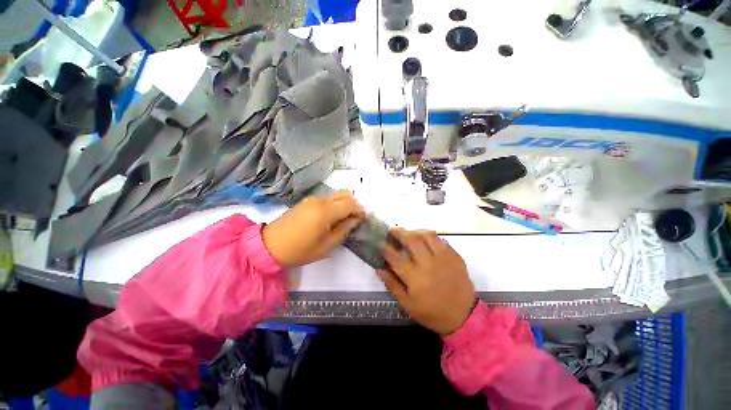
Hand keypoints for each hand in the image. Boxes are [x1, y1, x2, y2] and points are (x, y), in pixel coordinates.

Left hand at [262, 191, 364, 267]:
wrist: (270, 245)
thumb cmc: (299, 250)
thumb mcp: (326, 246)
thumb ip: (343, 230)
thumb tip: (355, 220)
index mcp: (325, 212)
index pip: (350, 204)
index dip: (360, 210)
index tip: (364, 218)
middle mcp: (320, 201)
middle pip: (344, 194)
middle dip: (354, 204)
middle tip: (356, 218)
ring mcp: (312, 199)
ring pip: (336, 195)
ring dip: (344, 203)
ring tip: (345, 218)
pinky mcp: (306, 201)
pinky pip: (327, 198)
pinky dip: (335, 203)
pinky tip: (333, 216)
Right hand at [378, 229, 475, 334]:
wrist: (463, 316)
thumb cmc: (432, 312)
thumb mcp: (407, 304)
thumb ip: (392, 285)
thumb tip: (379, 268)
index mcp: (415, 278)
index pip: (395, 257)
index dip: (385, 248)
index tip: (380, 242)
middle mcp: (428, 264)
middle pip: (411, 240)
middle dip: (399, 233)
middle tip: (393, 231)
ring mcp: (443, 258)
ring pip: (427, 235)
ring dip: (415, 231)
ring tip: (409, 233)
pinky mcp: (454, 256)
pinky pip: (440, 239)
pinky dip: (429, 236)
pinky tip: (425, 240)